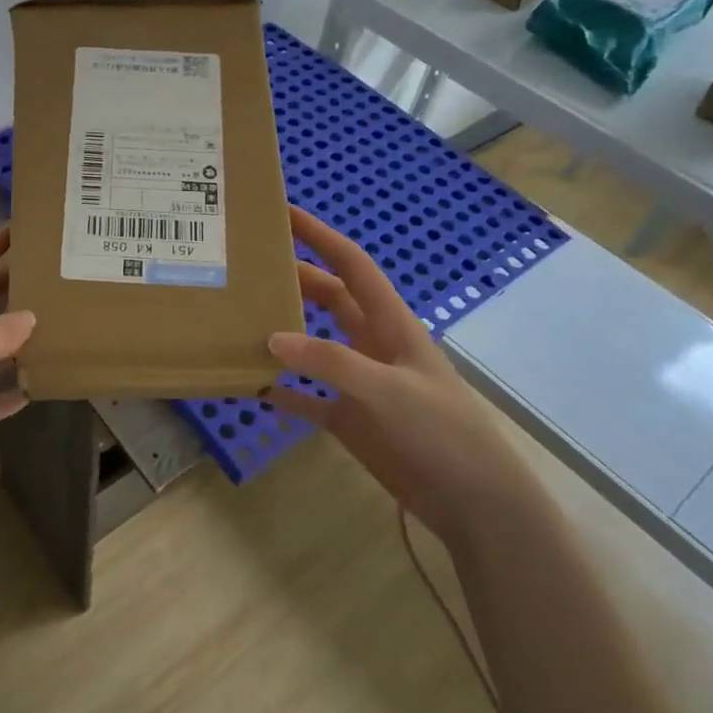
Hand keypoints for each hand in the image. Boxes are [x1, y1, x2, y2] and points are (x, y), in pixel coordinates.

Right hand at [269, 205, 531, 543]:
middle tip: (247, 268)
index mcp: (390, 323)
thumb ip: (331, 362)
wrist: (473, 501)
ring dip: (282, 333)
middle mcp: (371, 344)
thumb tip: (271, 338)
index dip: (320, 236)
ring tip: (239, 320)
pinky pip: (306, 398)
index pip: (351, 265)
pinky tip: (252, 385)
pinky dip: (282, 391)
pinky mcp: (350, 420)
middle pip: (327, 299)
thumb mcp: (388, 389)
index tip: (284, 212)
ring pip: (312, 345)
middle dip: (293, 278)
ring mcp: (359, 382)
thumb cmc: (441, 431)